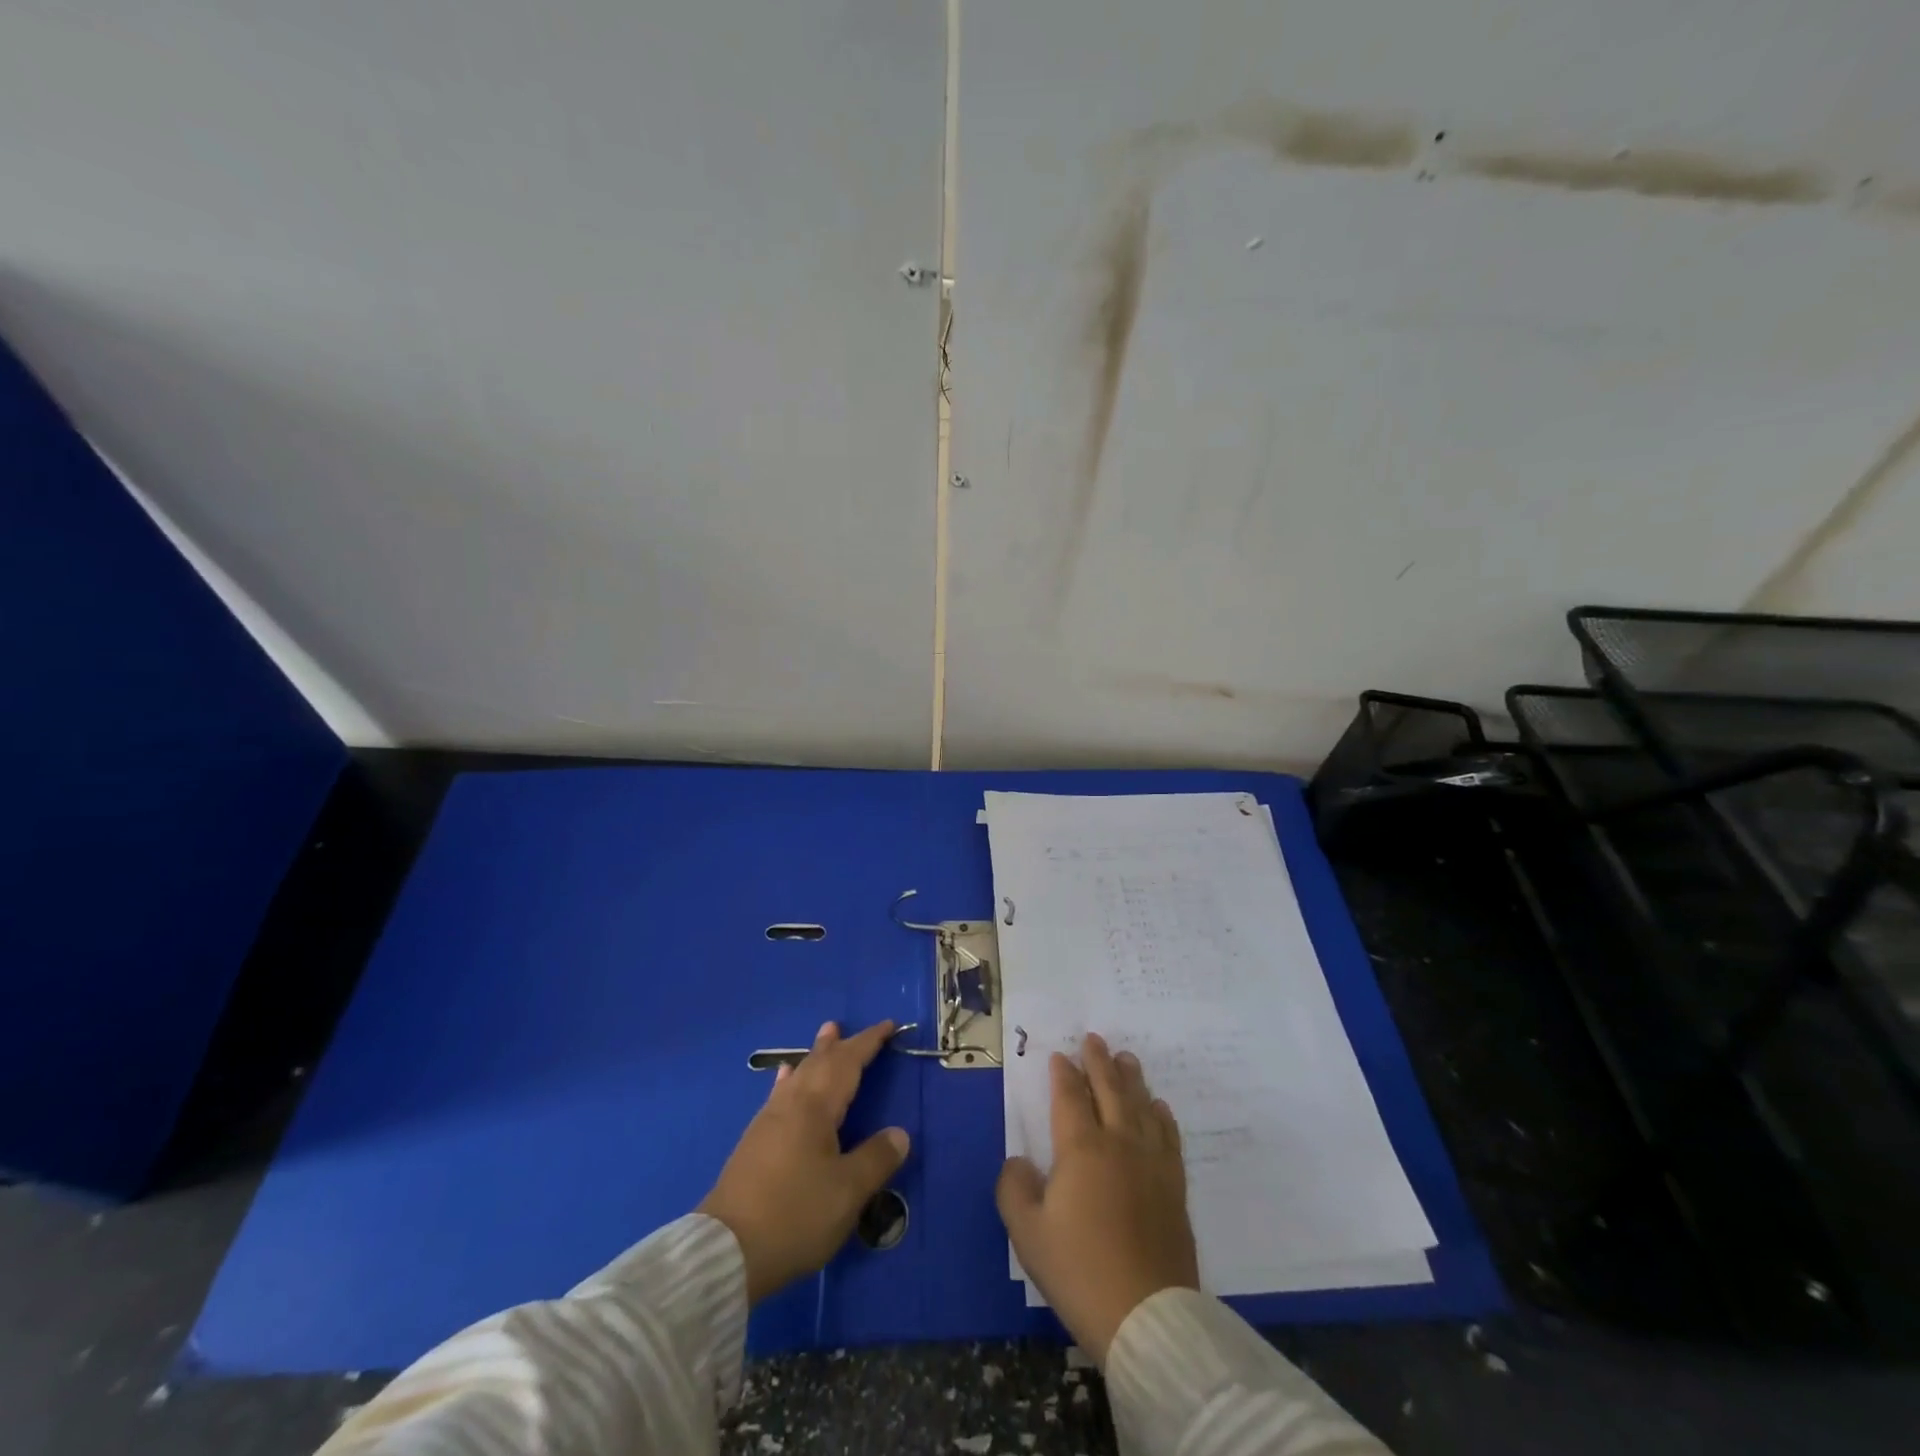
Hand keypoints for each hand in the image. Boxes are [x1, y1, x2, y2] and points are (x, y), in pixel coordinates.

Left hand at [699, 1019, 910, 1303]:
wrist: (726, 1251)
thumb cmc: (795, 1215)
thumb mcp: (847, 1192)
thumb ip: (876, 1159)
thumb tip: (900, 1133)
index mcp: (816, 1107)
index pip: (848, 1063)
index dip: (868, 1043)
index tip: (888, 1026)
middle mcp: (791, 1104)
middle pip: (819, 1063)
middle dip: (839, 1045)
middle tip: (849, 1026)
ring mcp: (768, 1122)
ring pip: (798, 1075)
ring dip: (815, 1056)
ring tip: (824, 1037)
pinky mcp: (755, 1143)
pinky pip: (780, 1094)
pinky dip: (790, 1079)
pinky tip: (784, 1078)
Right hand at [996, 1032, 1198, 1361]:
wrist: (1146, 1316)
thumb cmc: (1079, 1270)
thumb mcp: (1026, 1233)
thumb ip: (1014, 1187)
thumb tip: (1019, 1161)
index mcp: (1081, 1148)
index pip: (1070, 1097)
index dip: (1064, 1074)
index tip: (1060, 1055)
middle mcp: (1119, 1143)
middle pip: (1109, 1090)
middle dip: (1099, 1061)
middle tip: (1095, 1038)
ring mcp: (1151, 1163)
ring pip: (1141, 1106)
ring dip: (1131, 1079)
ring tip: (1127, 1058)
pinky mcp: (1174, 1186)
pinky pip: (1168, 1137)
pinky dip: (1162, 1116)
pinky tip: (1159, 1107)